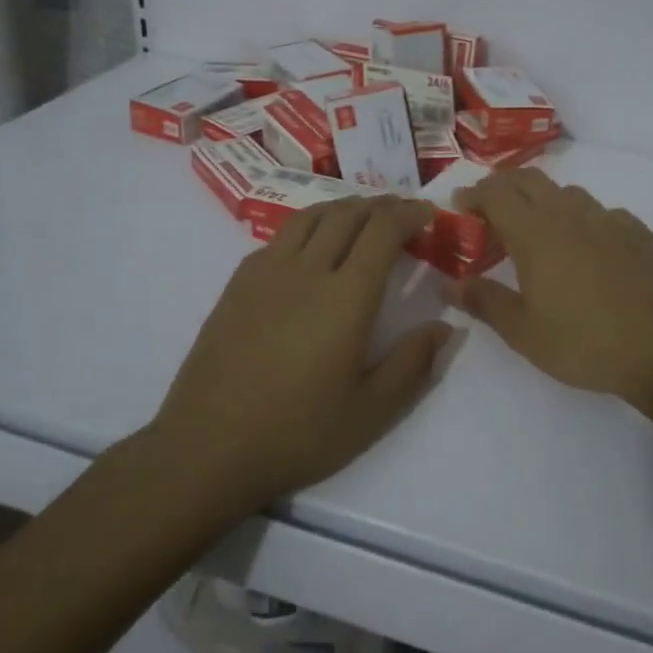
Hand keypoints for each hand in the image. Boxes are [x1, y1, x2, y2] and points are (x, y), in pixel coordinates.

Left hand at [153, 196, 450, 512]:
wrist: (209, 447)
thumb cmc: (298, 433)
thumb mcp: (371, 412)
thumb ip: (413, 363)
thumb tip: (444, 326)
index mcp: (346, 296)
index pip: (382, 231)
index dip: (408, 214)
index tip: (427, 214)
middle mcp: (307, 270)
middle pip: (347, 214)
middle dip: (381, 205)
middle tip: (401, 212)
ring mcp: (266, 273)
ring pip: (310, 217)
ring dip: (342, 207)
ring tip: (361, 216)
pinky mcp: (237, 284)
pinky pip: (279, 237)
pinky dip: (307, 227)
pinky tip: (310, 248)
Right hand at [453, 170, 652, 412]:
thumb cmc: (585, 343)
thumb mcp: (524, 333)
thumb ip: (485, 302)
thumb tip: (452, 284)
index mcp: (535, 233)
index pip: (495, 192)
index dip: (473, 194)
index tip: (461, 208)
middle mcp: (570, 214)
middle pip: (529, 179)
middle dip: (504, 187)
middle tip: (491, 212)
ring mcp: (609, 219)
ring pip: (567, 193)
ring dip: (544, 202)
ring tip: (538, 233)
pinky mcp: (638, 231)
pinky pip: (601, 213)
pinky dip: (582, 220)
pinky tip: (588, 250)